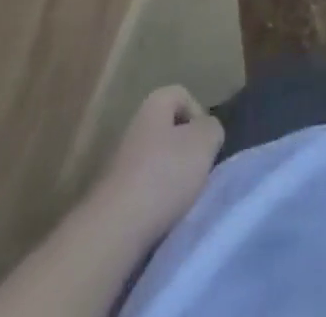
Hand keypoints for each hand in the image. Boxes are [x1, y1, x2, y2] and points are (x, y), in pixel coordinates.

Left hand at [94, 86, 224, 245]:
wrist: (114, 230)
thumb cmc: (164, 174)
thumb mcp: (204, 142)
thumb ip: (212, 128)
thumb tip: (206, 132)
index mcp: (153, 105)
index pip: (182, 95)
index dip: (199, 115)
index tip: (206, 144)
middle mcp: (134, 127)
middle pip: (169, 131)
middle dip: (187, 151)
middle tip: (198, 172)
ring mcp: (120, 164)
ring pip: (157, 162)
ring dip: (172, 178)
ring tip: (182, 199)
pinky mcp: (114, 198)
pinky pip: (144, 190)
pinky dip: (156, 201)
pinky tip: (163, 216)